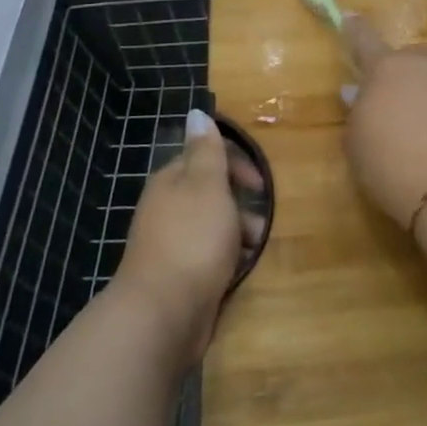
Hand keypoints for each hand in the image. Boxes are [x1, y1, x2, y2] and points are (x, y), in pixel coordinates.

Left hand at [113, 111, 263, 366]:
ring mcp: (172, 243)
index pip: (207, 157)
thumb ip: (207, 151)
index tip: (261, 185)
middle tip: (263, 221)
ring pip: (214, 227)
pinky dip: (229, 259)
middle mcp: (168, 208)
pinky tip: (242, 270)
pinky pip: (211, 257)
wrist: (162, 313)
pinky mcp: (179, 276)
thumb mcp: (207, 185)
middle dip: (242, 203)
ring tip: (256, 249)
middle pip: (213, 193)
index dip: (238, 165)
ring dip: (239, 233)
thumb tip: (197, 111)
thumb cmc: (192, 240)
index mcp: (172, 181)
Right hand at [340, 16, 426, 230]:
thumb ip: (358, 114)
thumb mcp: (358, 146)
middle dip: (405, 76)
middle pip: (412, 60)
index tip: (351, 18)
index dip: (356, 31)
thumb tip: (359, 93)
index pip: (365, 41)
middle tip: (400, 109)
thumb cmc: (394, 167)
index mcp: (387, 70)